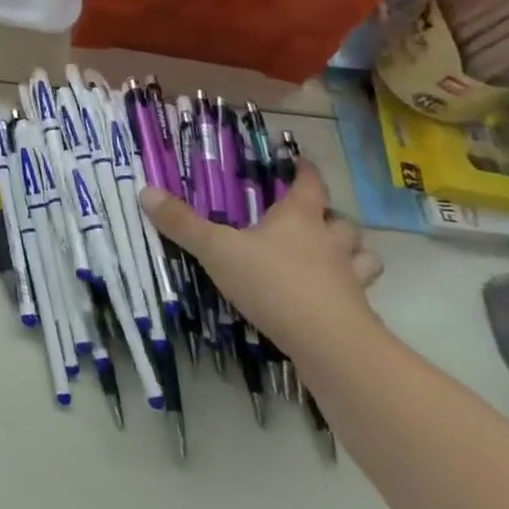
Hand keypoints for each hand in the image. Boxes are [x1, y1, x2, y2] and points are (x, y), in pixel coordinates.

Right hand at [138, 161, 382, 356]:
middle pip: (342, 221)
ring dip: (353, 253)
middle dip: (331, 217)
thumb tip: (145, 191)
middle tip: (314, 219)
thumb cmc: (273, 284)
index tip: (300, 163)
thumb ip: (183, 224)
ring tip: (333, 257)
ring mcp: (350, 280)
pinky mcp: (358, 314)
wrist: (331, 345)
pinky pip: (360, 295)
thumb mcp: (217, 250)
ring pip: (363, 257)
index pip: (310, 185)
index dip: (305, 172)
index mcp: (299, 218)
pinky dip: (350, 292)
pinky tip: (330, 299)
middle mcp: (330, 243)